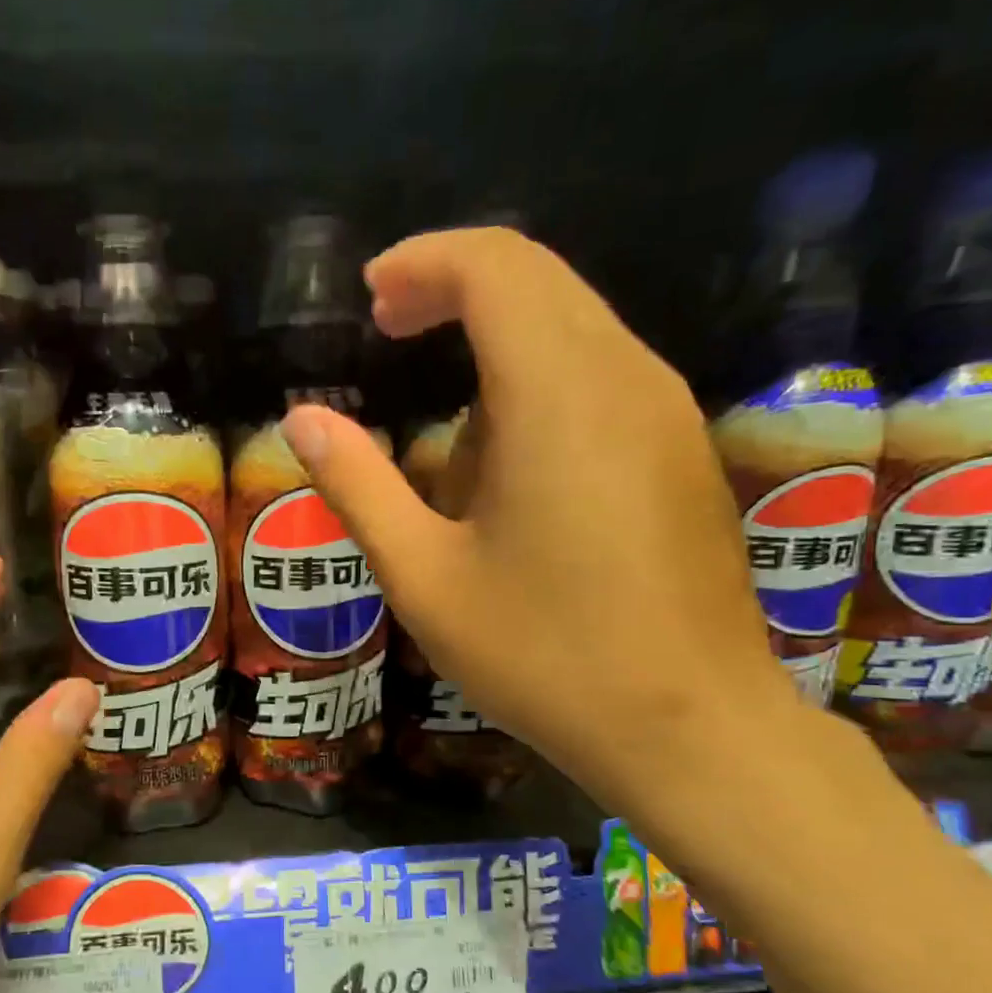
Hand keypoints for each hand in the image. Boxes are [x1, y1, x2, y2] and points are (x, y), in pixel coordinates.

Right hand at [278, 228, 796, 812]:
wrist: (689, 729)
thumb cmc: (542, 656)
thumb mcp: (423, 576)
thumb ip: (358, 486)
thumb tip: (302, 419)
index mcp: (558, 395)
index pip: (495, 268)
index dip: (424, 263)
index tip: (370, 299)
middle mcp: (625, 377)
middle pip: (539, 278)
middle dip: (453, 287)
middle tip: (386, 331)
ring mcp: (666, 411)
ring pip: (573, 324)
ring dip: (494, 342)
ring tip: (439, 443)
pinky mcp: (681, 449)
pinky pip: (601, 372)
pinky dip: (536, 380)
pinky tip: (503, 467)